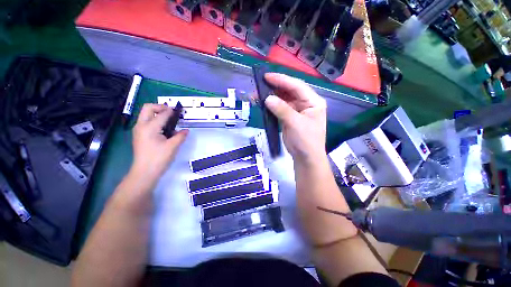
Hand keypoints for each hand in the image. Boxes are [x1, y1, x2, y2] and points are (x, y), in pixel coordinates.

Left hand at [130, 104, 187, 179]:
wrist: (144, 172)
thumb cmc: (158, 159)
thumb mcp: (173, 146)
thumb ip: (180, 136)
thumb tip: (186, 130)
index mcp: (149, 127)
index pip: (162, 114)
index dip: (172, 111)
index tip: (179, 111)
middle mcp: (141, 126)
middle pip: (148, 108)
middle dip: (160, 107)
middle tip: (171, 113)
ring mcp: (139, 130)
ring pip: (146, 114)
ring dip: (158, 114)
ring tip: (170, 121)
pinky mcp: (140, 135)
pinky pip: (147, 122)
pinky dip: (156, 121)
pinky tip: (165, 130)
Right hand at [264, 73, 326, 164]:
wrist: (305, 157)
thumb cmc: (306, 141)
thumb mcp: (295, 124)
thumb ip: (282, 110)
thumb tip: (268, 98)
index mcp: (313, 101)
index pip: (297, 86)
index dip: (282, 80)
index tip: (267, 76)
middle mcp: (305, 103)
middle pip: (289, 91)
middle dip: (275, 88)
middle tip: (260, 84)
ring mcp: (296, 110)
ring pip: (282, 99)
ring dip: (271, 97)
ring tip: (258, 94)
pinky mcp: (288, 117)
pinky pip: (279, 108)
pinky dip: (271, 106)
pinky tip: (262, 103)